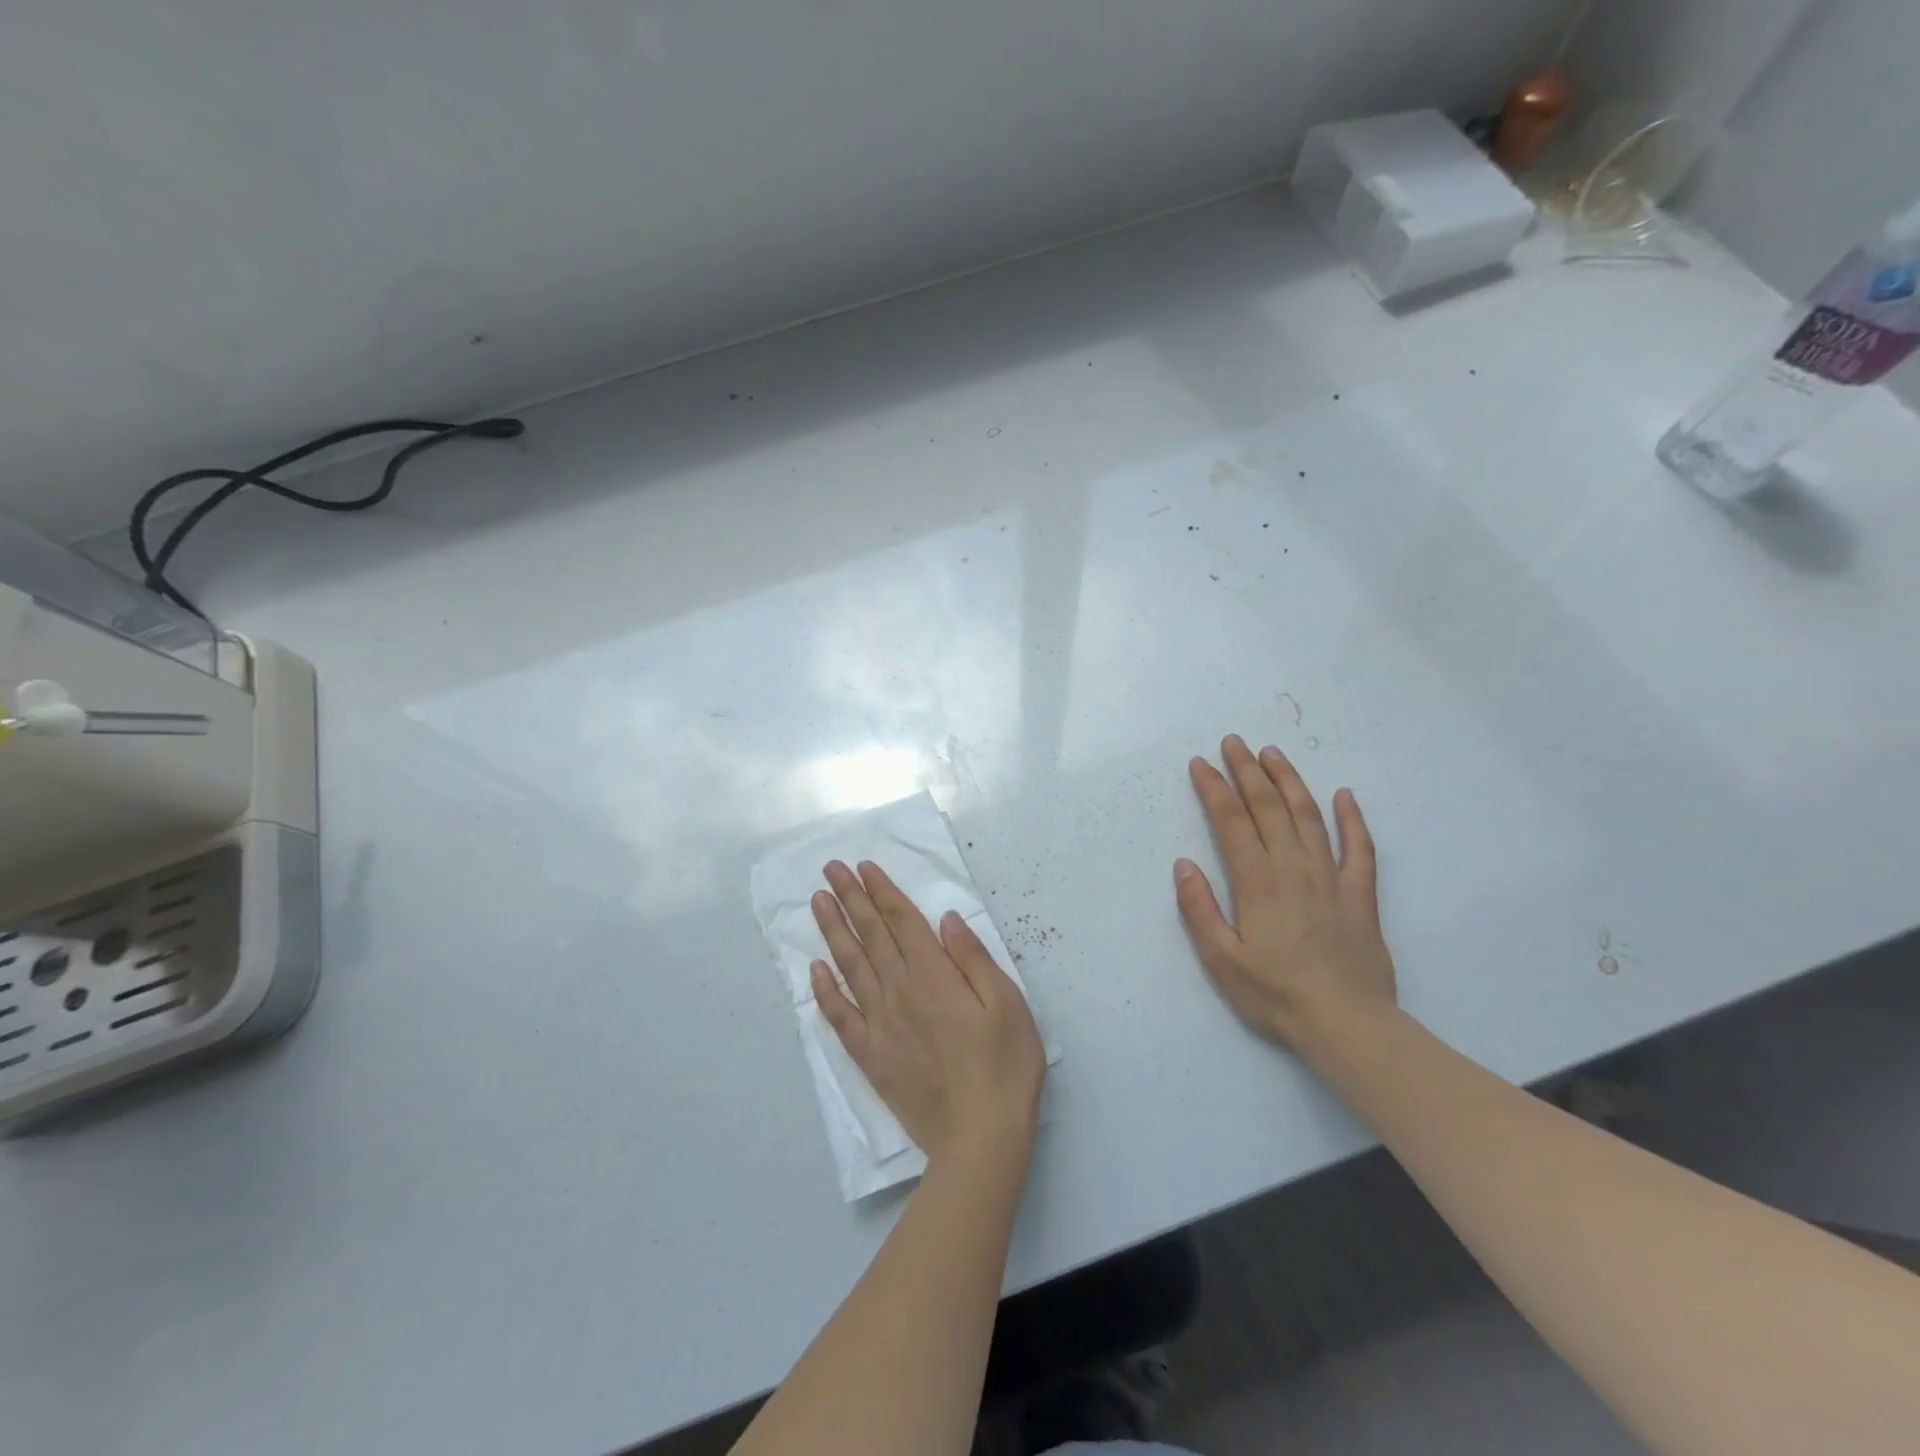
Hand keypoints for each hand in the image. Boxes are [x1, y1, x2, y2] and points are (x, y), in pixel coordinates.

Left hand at [811, 860, 1046, 1168]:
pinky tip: (815, 970)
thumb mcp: (1008, 1004)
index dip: (882, 891)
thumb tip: (946, 919)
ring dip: (833, 931)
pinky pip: (840, 1017)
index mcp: (935, 976)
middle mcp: (901, 992)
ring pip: (851, 967)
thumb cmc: (1004, 1066)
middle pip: (872, 936)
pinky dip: (825, 991)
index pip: (902, 922)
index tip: (863, 867)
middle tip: (830, 869)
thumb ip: (973, 958)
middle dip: (851, 899)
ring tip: (817, 902)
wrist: (979, 1137)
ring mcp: (881, 1025)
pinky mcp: (871, 1057)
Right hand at [1174, 735, 1396, 1060]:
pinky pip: (1360, 848)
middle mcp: (1293, 867)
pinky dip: (1352, 819)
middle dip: (1247, 771)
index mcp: (1257, 880)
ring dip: (1289, 782)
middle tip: (1233, 742)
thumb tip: (1183, 864)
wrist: (1347, 1024)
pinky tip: (1345, 796)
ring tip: (1273, 754)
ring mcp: (1331, 878)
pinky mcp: (1360, 895)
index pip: (1231, 821)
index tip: (1200, 763)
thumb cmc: (1275, 994)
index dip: (1214, 788)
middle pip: (1268, 807)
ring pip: (1309, 816)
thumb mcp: (1221, 958)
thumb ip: (1199, 908)